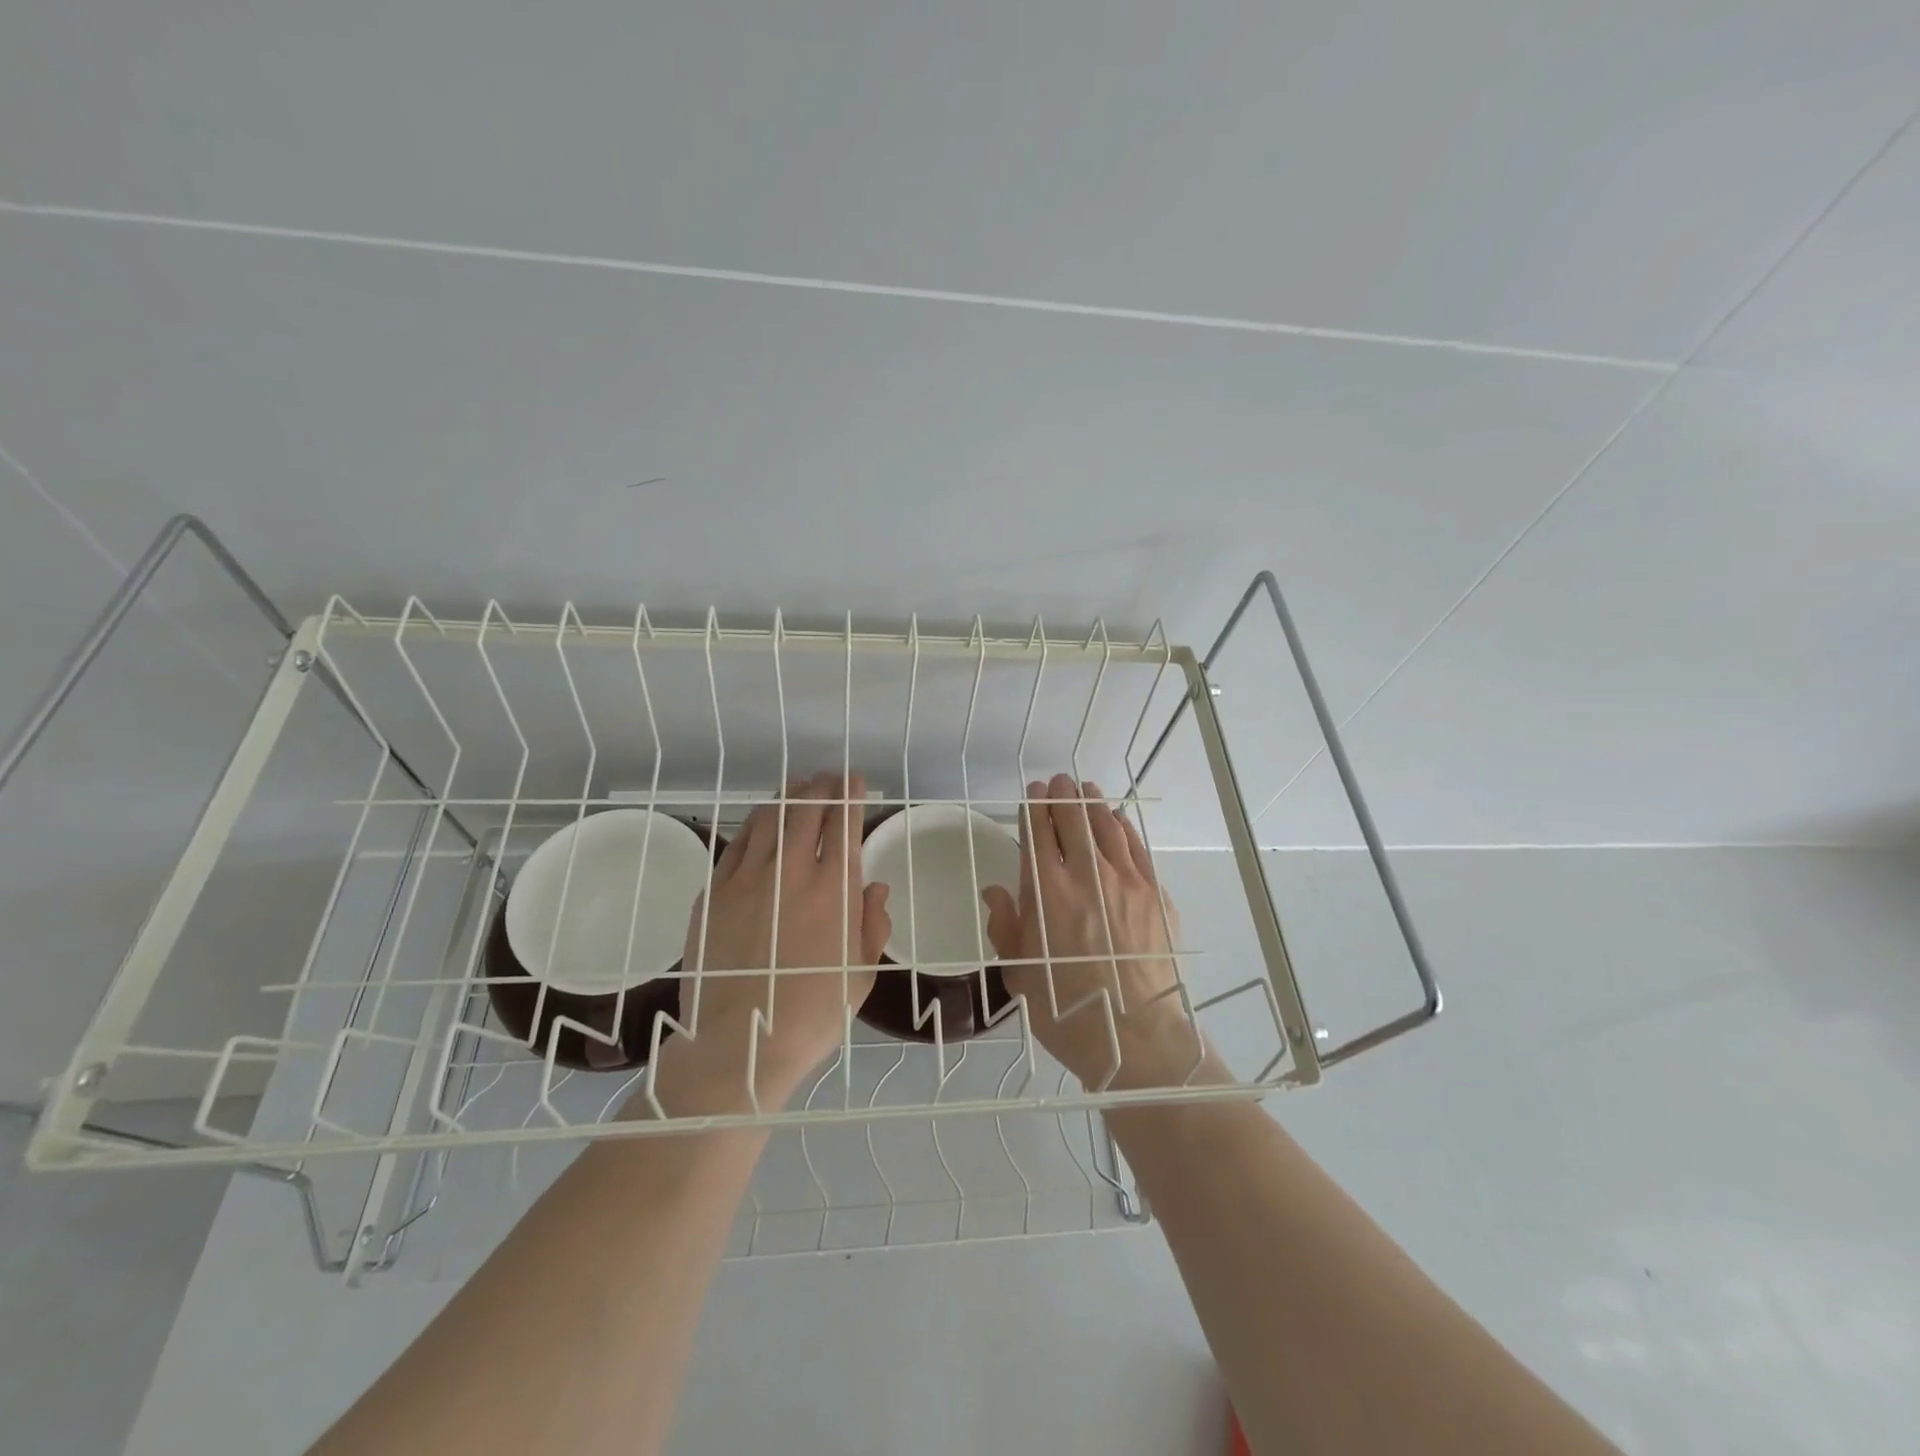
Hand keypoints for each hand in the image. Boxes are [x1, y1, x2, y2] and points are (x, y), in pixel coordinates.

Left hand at [651, 772, 888, 1113]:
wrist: (741, 1044)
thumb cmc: (812, 1013)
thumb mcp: (861, 975)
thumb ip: (873, 925)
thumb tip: (876, 888)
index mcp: (834, 889)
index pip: (844, 823)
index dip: (850, 795)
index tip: (854, 781)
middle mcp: (790, 872)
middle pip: (806, 810)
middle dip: (821, 787)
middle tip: (828, 778)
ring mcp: (747, 879)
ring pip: (769, 818)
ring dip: (787, 797)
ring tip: (796, 788)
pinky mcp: (714, 893)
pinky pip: (737, 843)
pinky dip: (754, 823)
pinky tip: (761, 821)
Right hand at [982, 774, 1211, 1090]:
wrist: (1135, 1036)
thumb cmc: (1067, 1009)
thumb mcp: (1019, 973)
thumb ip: (1006, 926)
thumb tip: (996, 891)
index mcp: (1046, 892)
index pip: (1037, 834)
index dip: (1034, 808)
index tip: (1033, 793)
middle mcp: (1085, 875)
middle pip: (1073, 820)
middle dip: (1062, 795)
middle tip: (1058, 782)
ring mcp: (1125, 881)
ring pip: (1106, 826)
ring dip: (1092, 803)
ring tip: (1085, 789)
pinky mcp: (1154, 893)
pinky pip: (1136, 847)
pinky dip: (1123, 827)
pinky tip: (1117, 819)